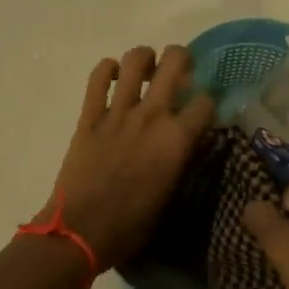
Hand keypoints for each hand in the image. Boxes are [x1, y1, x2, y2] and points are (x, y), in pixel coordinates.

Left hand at [43, 46, 216, 267]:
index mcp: (177, 139)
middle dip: (182, 58)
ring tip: (146, 68)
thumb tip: (182, 146)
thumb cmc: (131, 226)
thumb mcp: (171, 196)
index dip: (207, 103)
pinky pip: (97, 79)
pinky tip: (112, 76)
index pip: (205, 102)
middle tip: (180, 71)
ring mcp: (118, 112)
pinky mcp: (89, 116)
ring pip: (135, 60)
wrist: (81, 231)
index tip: (202, 110)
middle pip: (175, 63)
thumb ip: (179, 162)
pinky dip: (106, 70)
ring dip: (145, 57)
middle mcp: (152, 116)